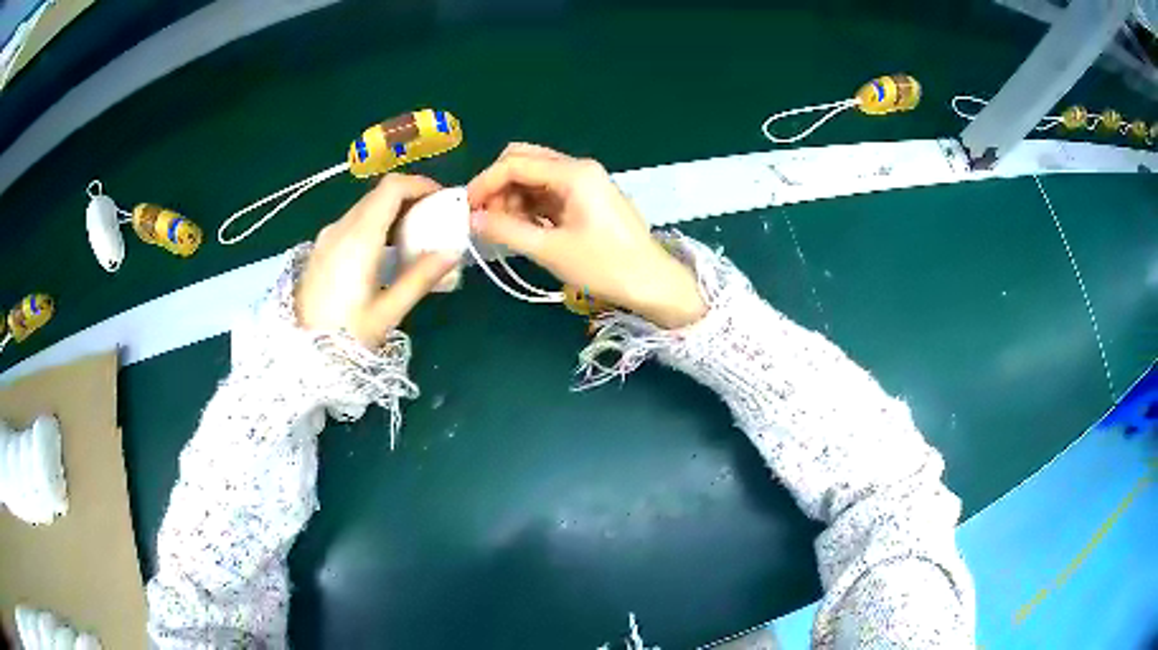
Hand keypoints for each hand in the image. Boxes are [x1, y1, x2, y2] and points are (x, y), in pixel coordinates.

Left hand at [296, 174, 457, 347]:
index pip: (392, 188)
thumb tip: (452, 251)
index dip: (420, 185)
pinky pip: (352, 222)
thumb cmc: (346, 337)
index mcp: (359, 238)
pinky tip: (385, 250)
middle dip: (410, 197)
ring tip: (414, 236)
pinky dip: (375, 223)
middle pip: (378, 194)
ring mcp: (327, 237)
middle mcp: (340, 228)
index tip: (442, 199)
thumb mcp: (388, 312)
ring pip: (365, 207)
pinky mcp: (320, 249)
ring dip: (392, 210)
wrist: (302, 355)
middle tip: (434, 219)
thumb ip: (421, 277)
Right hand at [466, 144, 706, 328]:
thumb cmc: (605, 266)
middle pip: (525, 161)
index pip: (515, 164)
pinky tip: (520, 228)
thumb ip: (506, 231)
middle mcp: (578, 169)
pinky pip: (549, 192)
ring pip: (535, 177)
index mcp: (573, 173)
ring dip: (512, 197)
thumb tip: (472, 220)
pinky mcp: (586, 198)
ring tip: (501, 230)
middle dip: (498, 186)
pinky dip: (530, 206)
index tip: (465, 209)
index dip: (485, 183)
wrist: (651, 282)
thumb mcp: (550, 249)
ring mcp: (585, 182)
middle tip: (484, 218)